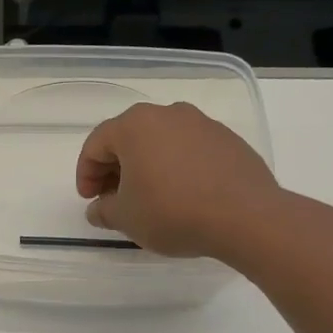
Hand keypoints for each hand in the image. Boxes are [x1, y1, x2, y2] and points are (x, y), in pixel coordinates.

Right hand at [75, 101, 279, 257]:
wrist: (247, 217)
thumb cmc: (172, 211)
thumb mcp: (126, 218)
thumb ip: (104, 210)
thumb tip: (98, 208)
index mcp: (135, 125)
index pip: (96, 144)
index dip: (86, 173)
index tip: (89, 199)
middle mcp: (167, 114)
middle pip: (129, 138)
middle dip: (115, 168)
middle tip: (113, 198)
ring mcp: (202, 124)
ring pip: (161, 142)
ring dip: (147, 166)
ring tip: (149, 197)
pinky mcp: (228, 140)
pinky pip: (189, 150)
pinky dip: (177, 167)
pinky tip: (182, 195)